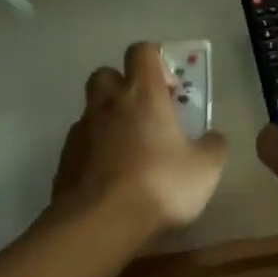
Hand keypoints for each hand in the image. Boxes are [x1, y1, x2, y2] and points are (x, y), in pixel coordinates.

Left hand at [52, 42, 227, 238]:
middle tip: (144, 114)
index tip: (169, 89)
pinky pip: (81, 145)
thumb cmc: (158, 184)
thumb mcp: (205, 169)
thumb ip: (213, 146)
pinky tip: (110, 180)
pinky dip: (94, 153)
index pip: (141, 51)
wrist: (98, 226)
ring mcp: (81, 131)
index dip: (155, 61)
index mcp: (142, 93)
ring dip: (108, 122)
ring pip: (91, 111)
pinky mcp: (63, 161)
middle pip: (107, 74)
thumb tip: (213, 137)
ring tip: (128, 153)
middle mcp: (107, 103)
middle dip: (123, 87)